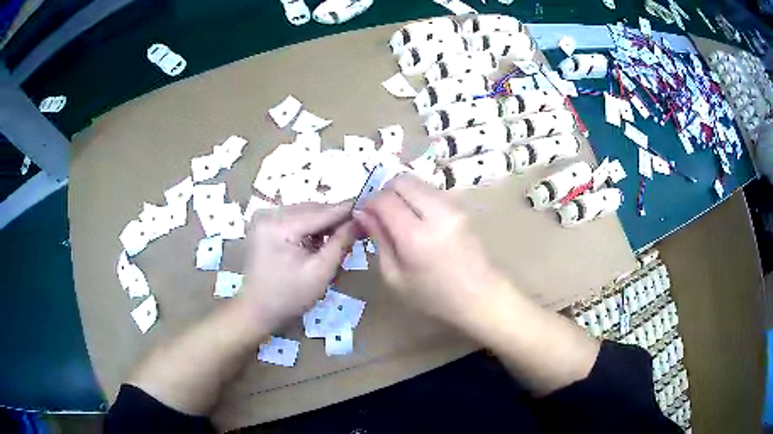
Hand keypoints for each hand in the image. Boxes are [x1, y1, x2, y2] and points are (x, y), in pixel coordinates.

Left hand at [240, 201, 355, 328]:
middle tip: (358, 229)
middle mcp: (269, 213)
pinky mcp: (263, 224)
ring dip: (322, 224)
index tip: (370, 209)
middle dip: (334, 219)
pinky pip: (293, 219)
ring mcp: (263, 217)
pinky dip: (308, 228)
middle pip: (312, 210)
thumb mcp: (320, 272)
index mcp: (279, 225)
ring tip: (339, 238)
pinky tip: (317, 242)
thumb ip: (341, 243)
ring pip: (304, 213)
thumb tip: (360, 220)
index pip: (321, 212)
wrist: (257, 310)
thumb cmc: (289, 297)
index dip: (347, 211)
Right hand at [353, 175, 506, 329]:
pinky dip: (417, 196)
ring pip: (417, 181)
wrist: (480, 295)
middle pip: (401, 181)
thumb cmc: (434, 296)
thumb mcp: (395, 277)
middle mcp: (437, 212)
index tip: (364, 215)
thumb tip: (363, 213)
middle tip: (381, 213)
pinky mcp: (461, 205)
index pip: (384, 200)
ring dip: (402, 193)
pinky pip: (431, 189)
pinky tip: (418, 218)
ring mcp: (453, 205)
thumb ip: (378, 240)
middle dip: (385, 192)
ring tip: (399, 216)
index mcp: (416, 236)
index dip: (368, 203)